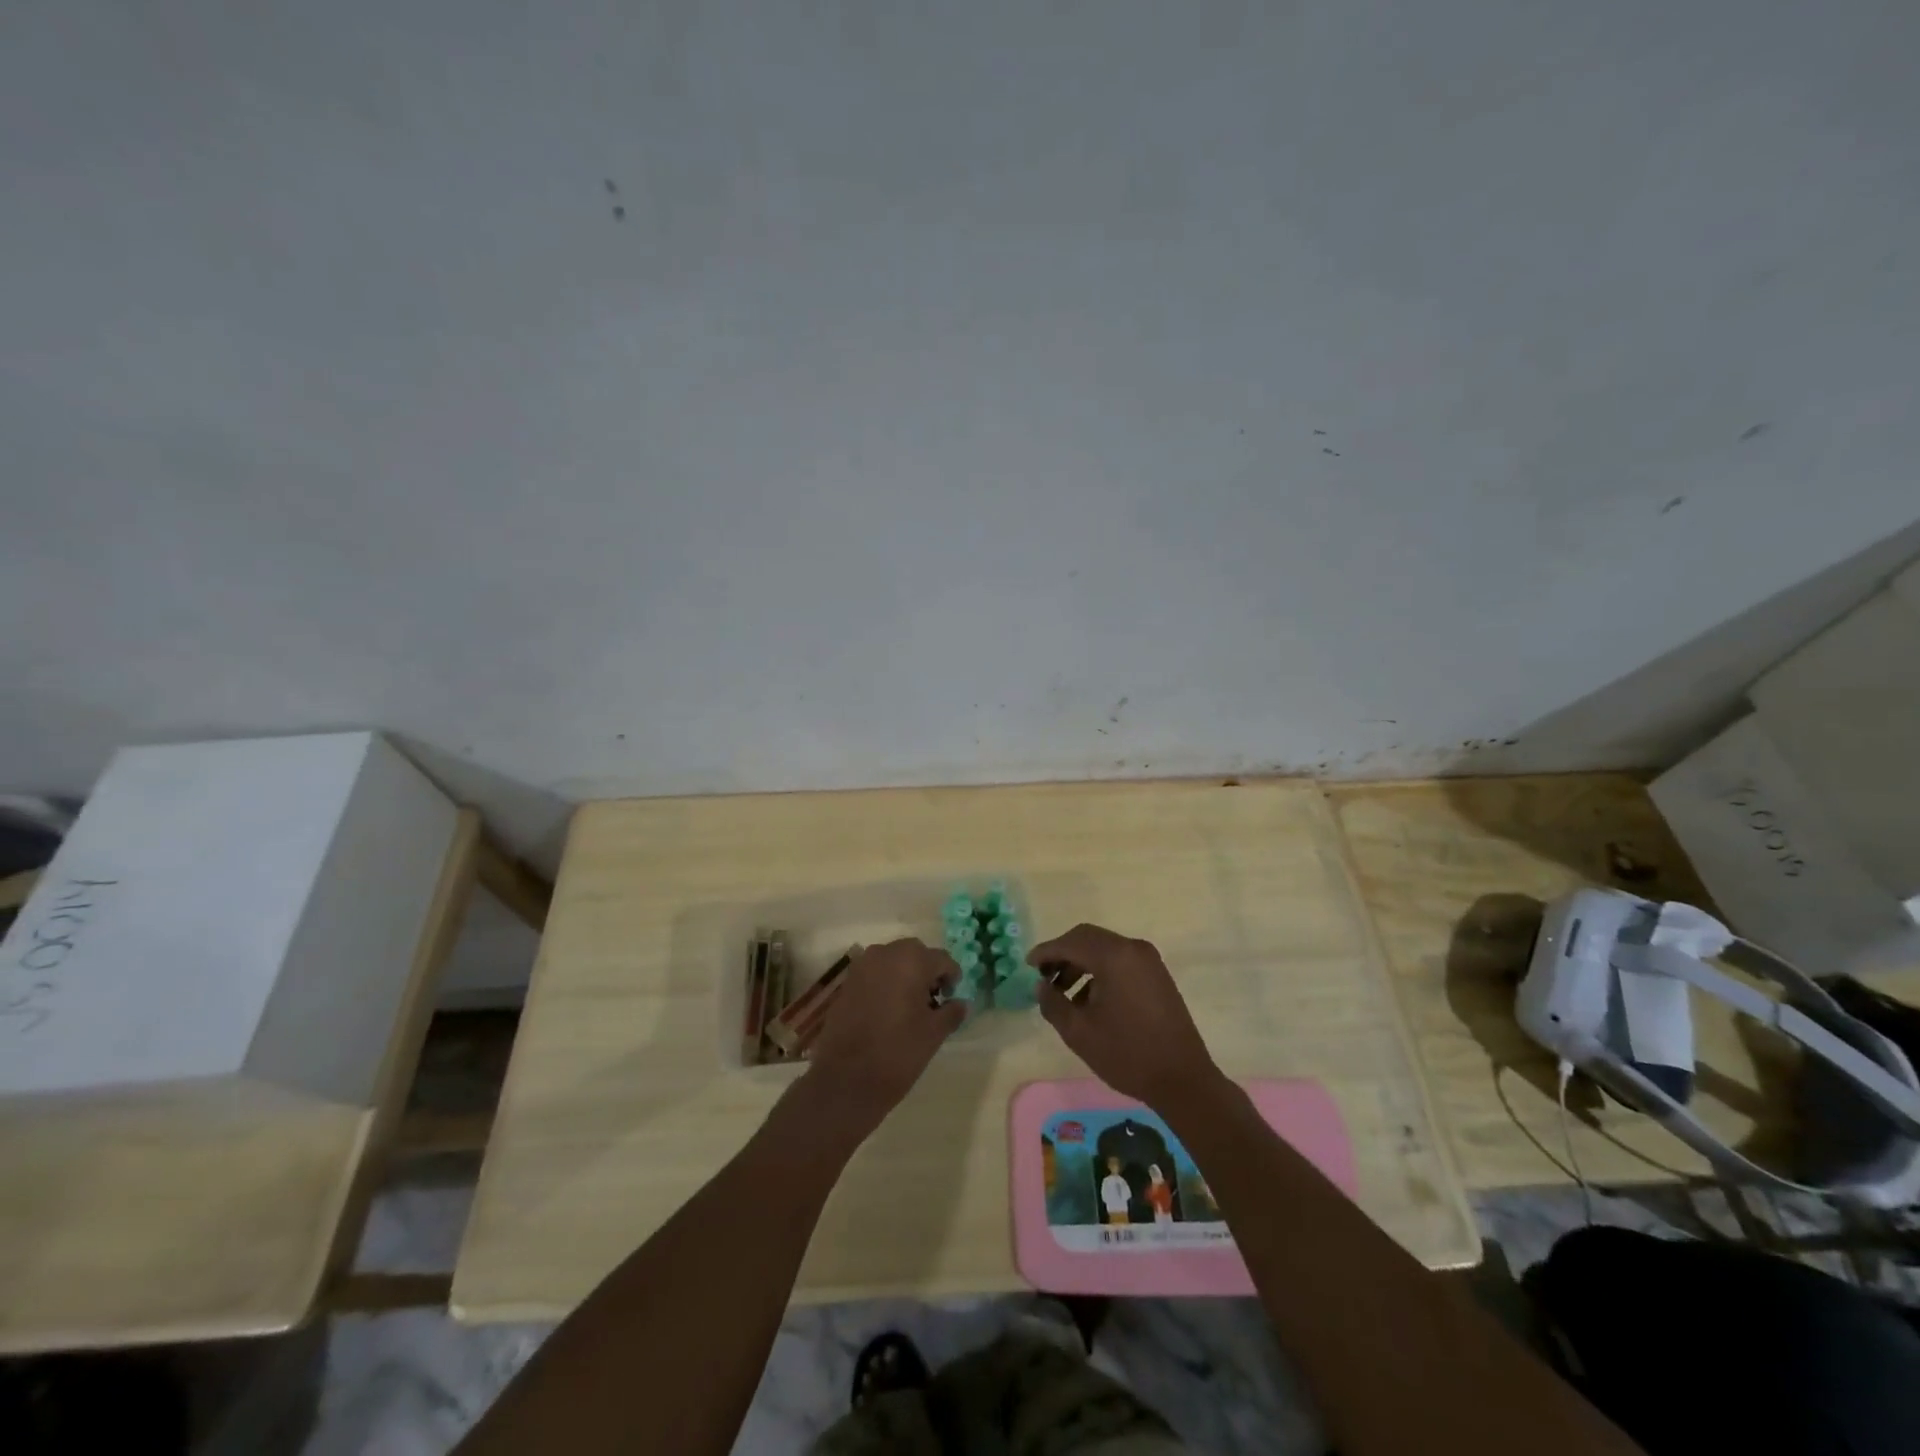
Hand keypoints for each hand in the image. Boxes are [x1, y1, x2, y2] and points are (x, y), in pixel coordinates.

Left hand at [801, 939, 965, 1136]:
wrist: (846, 1079)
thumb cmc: (898, 1052)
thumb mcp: (934, 1034)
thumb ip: (951, 1012)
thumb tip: (961, 1003)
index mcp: (911, 960)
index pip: (942, 959)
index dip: (951, 977)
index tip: (951, 999)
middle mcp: (885, 953)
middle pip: (915, 953)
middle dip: (927, 971)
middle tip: (933, 1000)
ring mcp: (862, 966)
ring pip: (893, 960)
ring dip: (905, 975)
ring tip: (910, 1006)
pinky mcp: (847, 982)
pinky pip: (874, 973)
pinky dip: (886, 983)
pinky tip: (888, 1010)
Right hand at [1028, 924, 1222, 1109]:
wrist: (1183, 1080)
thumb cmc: (1127, 1054)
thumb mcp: (1079, 1032)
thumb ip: (1053, 1003)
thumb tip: (1042, 986)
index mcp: (1114, 956)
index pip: (1071, 942)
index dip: (1046, 952)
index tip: (1027, 965)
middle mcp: (1133, 949)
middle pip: (1088, 939)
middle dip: (1063, 954)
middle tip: (1043, 976)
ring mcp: (1149, 961)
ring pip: (1104, 949)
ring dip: (1080, 963)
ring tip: (1063, 993)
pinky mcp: (1157, 975)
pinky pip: (1120, 961)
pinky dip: (1100, 971)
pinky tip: (1089, 1000)